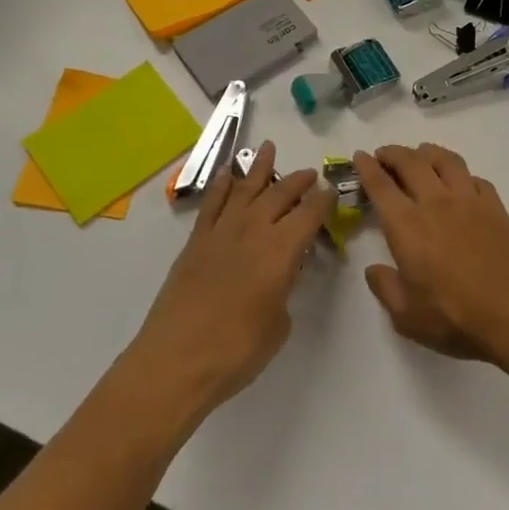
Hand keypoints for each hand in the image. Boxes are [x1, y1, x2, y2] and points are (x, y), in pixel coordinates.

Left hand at [126, 142, 331, 413]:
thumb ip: (284, 291)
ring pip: (245, 189)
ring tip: (269, 148)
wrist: (176, 361)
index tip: (332, 190)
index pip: (309, 214)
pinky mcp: (196, 241)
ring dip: (260, 168)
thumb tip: (281, 277)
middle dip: (298, 181)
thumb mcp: (278, 325)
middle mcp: (253, 230)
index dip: (323, 201)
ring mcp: (222, 232)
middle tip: (310, 173)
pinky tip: (229, 173)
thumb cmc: (236, 351)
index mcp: (281, 250)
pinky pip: (213, 203)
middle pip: (280, 194)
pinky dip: (222, 185)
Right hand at [357, 144, 508, 368]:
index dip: (367, 167)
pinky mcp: (495, 206)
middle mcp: (436, 203)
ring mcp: (469, 200)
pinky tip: (460, 182)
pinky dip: (461, 174)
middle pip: (411, 162)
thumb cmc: (457, 318)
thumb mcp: (407, 317)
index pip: (381, 186)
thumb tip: (374, 269)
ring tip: (420, 155)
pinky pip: (474, 178)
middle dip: (393, 153)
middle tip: (384, 154)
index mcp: (408, 226)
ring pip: (445, 160)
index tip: (360, 155)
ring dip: (427, 152)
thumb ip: (385, 288)